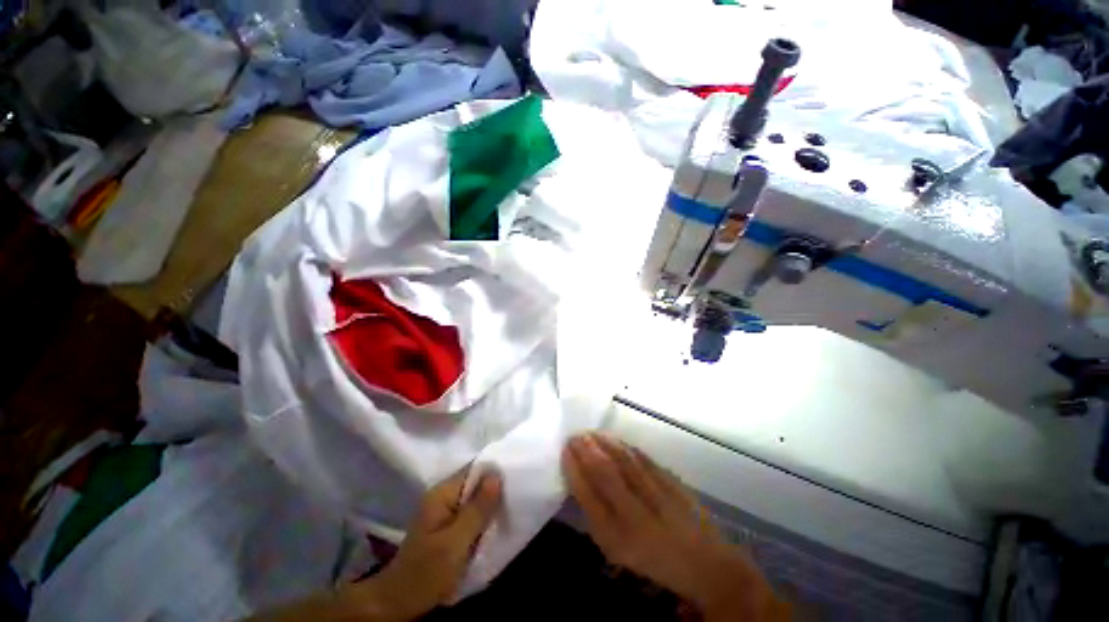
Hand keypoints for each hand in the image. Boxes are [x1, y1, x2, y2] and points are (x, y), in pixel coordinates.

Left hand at [365, 468, 502, 620]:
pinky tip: (495, 525)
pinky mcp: (448, 527)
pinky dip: (483, 518)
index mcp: (442, 493)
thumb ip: (477, 510)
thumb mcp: (455, 543)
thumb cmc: (426, 572)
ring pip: (475, 500)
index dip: (495, 470)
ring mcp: (445, 512)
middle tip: (517, 496)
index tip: (517, 476)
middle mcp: (444, 497)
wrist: (398, 604)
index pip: (474, 469)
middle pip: (476, 483)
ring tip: (511, 508)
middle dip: (495, 489)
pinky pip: (471, 514)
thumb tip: (497, 475)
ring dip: (490, 505)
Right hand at [562, 433, 788, 621]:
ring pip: (623, 460)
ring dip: (604, 443)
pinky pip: (643, 459)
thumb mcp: (617, 549)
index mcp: (617, 538)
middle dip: (586, 450)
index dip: (574, 469)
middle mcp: (635, 515)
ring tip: (590, 433)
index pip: (588, 495)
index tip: (565, 450)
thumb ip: (597, 516)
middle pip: (605, 472)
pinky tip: (615, 439)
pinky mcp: (672, 484)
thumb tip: (581, 481)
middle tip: (574, 435)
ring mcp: (656, 497)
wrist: (705, 565)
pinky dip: (625, 446)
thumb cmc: (654, 561)